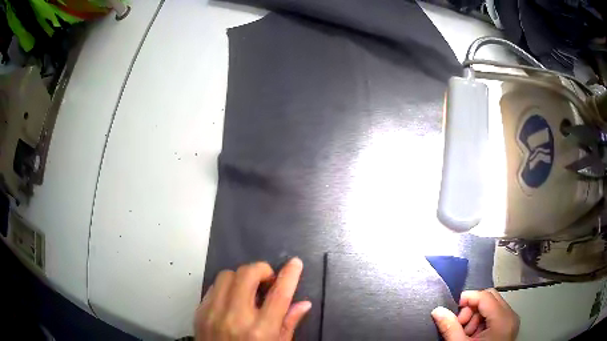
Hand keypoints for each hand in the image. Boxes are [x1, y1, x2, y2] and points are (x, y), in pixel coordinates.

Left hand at [195, 258, 311, 340]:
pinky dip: (226, 287)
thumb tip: (303, 303)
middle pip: (247, 274)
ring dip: (241, 277)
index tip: (295, 263)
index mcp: (260, 331)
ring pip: (227, 275)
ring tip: (248, 290)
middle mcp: (236, 319)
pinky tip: (233, 299)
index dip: (289, 275)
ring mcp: (213, 313)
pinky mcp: (200, 312)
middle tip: (267, 281)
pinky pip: (213, 287)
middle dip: (261, 270)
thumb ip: (289, 324)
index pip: (279, 295)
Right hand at [431, 289, 518, 340]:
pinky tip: (473, 336)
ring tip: (465, 334)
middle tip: (459, 325)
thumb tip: (438, 311)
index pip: (485, 296)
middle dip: (471, 309)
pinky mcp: (508, 328)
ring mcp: (511, 322)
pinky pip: (495, 316)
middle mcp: (510, 316)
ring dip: (475, 317)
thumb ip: (450, 327)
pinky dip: (482, 322)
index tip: (452, 308)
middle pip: (490, 299)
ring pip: (492, 307)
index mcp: (502, 319)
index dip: (468, 298)